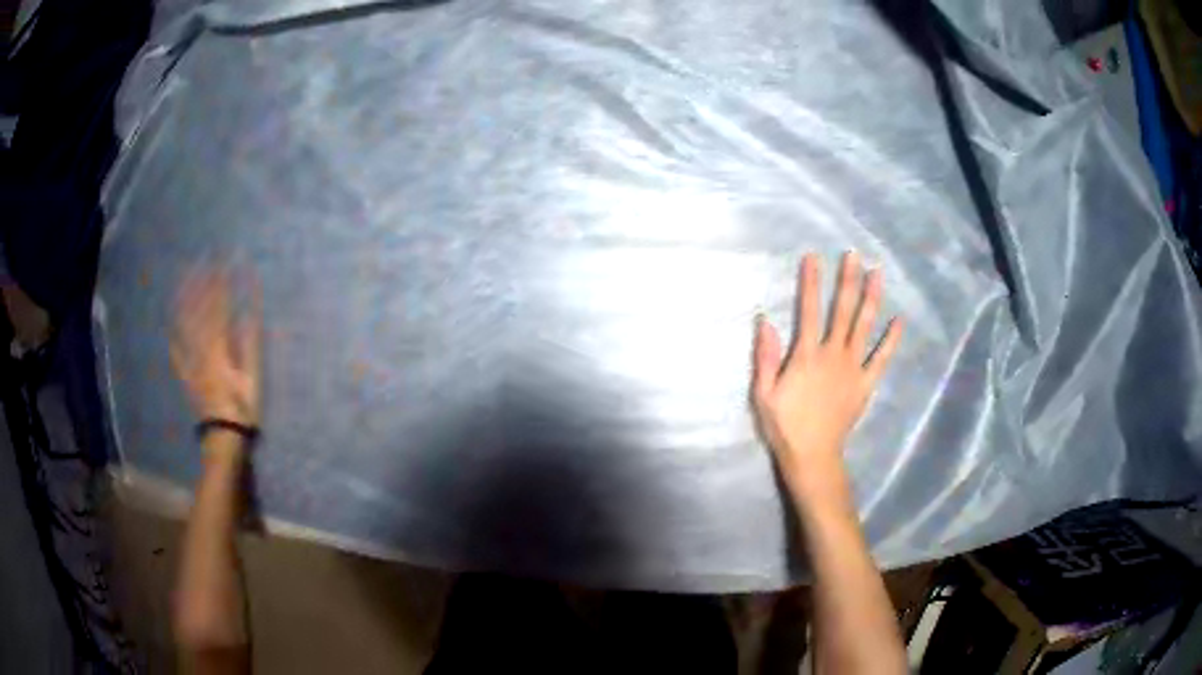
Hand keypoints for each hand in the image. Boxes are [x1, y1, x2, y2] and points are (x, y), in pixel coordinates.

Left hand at [170, 268, 260, 426]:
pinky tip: (170, 328)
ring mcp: (192, 363)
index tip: (224, 261)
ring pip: (185, 327)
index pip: (219, 308)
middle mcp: (201, 351)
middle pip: (199, 311)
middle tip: (201, 259)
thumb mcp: (252, 378)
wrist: (223, 438)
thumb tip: (249, 314)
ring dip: (184, 302)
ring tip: (183, 281)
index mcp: (219, 349)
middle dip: (201, 283)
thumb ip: (249, 345)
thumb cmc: (243, 410)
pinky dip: (174, 339)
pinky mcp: (187, 377)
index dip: (221, 283)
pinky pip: (177, 355)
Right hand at [751, 252, 901, 496]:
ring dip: (871, 298)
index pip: (808, 310)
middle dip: (847, 280)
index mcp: (806, 355)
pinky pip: (881, 358)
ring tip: (878, 274)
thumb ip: (765, 357)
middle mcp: (832, 354)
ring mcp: (853, 368)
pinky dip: (891, 340)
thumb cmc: (784, 425)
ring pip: (864, 327)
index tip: (814, 257)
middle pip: (842, 311)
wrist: (812, 455)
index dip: (810, 282)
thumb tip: (765, 320)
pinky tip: (898, 320)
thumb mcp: (763, 393)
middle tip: (854, 255)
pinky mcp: (866, 383)